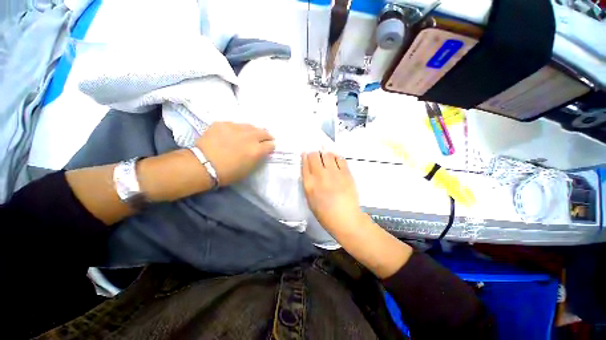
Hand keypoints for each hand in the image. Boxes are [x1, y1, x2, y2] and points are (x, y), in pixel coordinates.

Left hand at [197, 122, 274, 185]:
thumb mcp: (249, 169)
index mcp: (257, 150)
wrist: (202, 166)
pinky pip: (235, 124)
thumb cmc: (228, 173)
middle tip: (264, 139)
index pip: (271, 145)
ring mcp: (236, 128)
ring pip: (250, 126)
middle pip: (264, 132)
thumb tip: (262, 151)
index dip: (271, 146)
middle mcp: (249, 136)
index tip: (269, 148)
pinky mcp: (223, 123)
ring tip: (249, 135)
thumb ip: (258, 158)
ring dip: (253, 131)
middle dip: (266, 136)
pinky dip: (237, 129)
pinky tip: (233, 134)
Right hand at [301, 151, 366, 231]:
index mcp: (309, 183)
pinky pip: (340, 158)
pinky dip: (336, 157)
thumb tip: (309, 170)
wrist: (345, 218)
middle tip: (316, 157)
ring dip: (325, 154)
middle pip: (314, 155)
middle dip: (314, 154)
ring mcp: (334, 173)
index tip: (305, 154)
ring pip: (327, 154)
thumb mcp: (310, 199)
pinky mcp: (346, 173)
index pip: (304, 163)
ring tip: (326, 158)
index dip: (304, 157)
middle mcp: (320, 175)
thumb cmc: (324, 213)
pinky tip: (335, 161)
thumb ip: (308, 183)